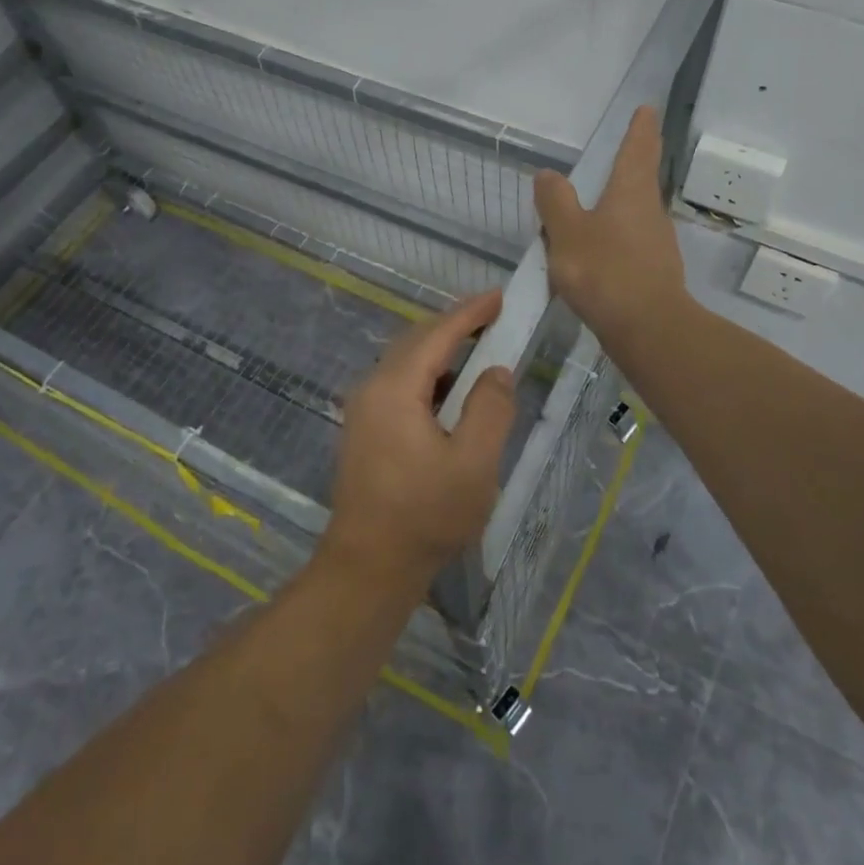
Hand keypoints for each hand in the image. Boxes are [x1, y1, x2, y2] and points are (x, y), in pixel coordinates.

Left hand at [322, 292, 517, 587]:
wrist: (368, 568)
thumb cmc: (425, 516)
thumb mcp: (473, 464)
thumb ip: (490, 409)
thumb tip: (495, 371)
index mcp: (395, 388)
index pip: (437, 334)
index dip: (471, 312)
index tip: (501, 296)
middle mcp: (372, 388)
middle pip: (416, 341)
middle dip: (455, 326)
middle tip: (495, 319)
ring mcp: (363, 410)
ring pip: (406, 362)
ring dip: (441, 351)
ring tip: (479, 350)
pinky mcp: (364, 430)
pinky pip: (399, 385)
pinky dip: (429, 376)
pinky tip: (451, 393)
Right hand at [534, 106, 688, 347]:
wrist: (647, 329)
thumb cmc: (604, 271)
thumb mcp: (567, 232)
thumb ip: (555, 202)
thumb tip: (548, 175)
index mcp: (631, 192)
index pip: (637, 149)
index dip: (640, 128)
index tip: (647, 110)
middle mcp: (649, 212)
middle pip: (640, 180)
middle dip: (632, 165)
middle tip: (626, 150)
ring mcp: (656, 244)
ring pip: (633, 215)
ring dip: (616, 207)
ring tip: (591, 211)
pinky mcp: (653, 273)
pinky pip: (628, 245)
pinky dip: (613, 241)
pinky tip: (594, 258)